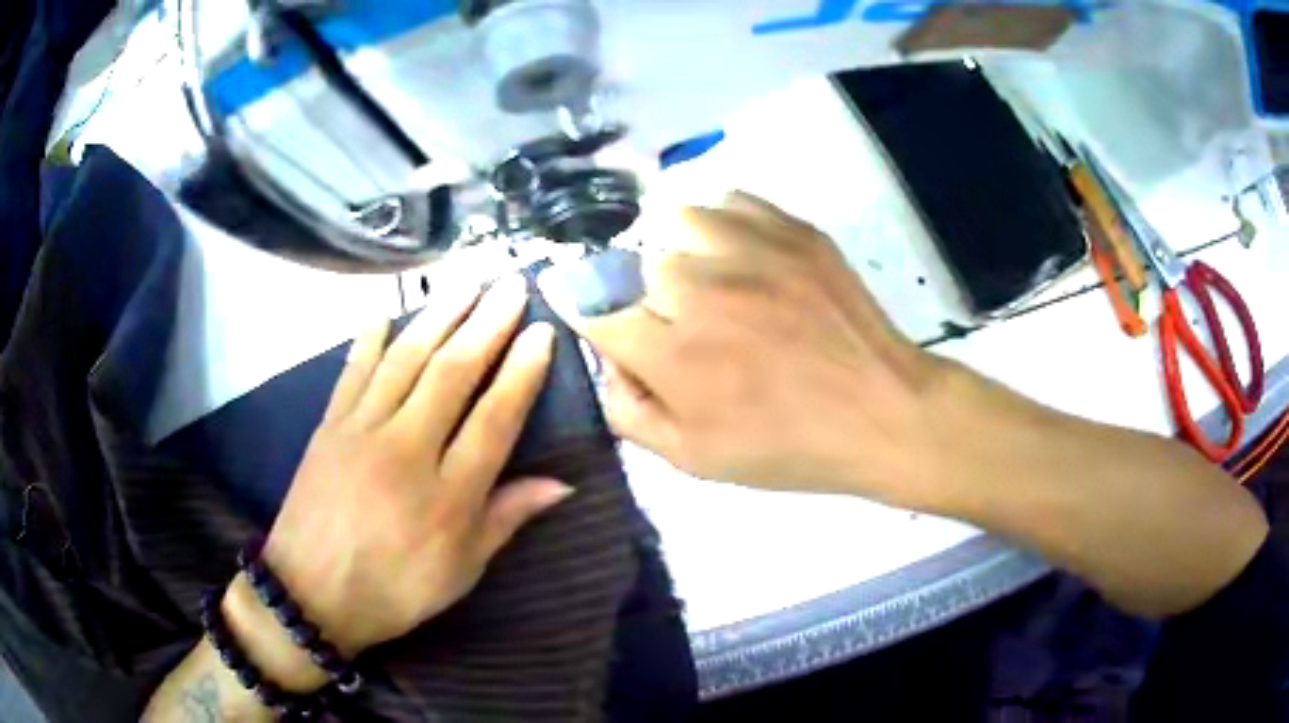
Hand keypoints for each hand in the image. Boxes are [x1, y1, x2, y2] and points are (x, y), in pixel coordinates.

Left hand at [262, 276, 571, 657]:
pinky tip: (385, 310)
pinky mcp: (329, 426)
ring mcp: (362, 431)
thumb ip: (506, 518)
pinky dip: (369, 337)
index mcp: (448, 495)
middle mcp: (406, 450)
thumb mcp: (462, 570)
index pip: (494, 418)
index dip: (522, 372)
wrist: (311, 593)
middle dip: (487, 324)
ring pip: (406, 359)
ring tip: (467, 282)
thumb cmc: (395, 590)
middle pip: (452, 373)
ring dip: (439, 315)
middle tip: (512, 285)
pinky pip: (352, 370)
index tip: (542, 332)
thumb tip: (562, 483)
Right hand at [539, 192, 944, 504]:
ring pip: (676, 221)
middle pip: (635, 266)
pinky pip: (729, 202)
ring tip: (704, 276)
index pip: (594, 311)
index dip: (586, 313)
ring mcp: (752, 252)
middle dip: (645, 296)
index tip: (588, 312)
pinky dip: (720, 222)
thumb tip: (605, 361)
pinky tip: (738, 253)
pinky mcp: (792, 230)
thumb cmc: (788, 446)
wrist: (881, 411)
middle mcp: (703, 292)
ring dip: (678, 249)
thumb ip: (629, 412)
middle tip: (680, 322)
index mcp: (676, 356)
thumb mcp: (694, 460)